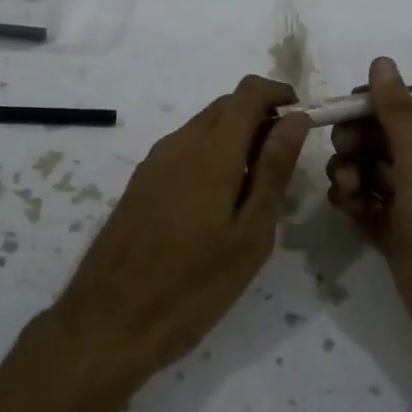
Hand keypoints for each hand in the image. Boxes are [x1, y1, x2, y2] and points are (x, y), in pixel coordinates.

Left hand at [55, 76, 309, 388]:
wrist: (110, 320)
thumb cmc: (193, 285)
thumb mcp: (250, 235)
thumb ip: (273, 170)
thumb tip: (294, 119)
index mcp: (210, 151)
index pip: (249, 92)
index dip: (280, 95)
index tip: (301, 123)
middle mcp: (179, 143)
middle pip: (226, 105)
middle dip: (260, 118)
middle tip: (282, 165)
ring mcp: (154, 161)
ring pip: (204, 127)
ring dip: (235, 138)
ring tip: (253, 191)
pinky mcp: (140, 181)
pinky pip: (184, 149)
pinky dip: (210, 156)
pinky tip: (217, 203)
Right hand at [326, 57, 411, 373]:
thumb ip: (396, 112)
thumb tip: (381, 61)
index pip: (409, 108)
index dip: (374, 105)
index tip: (342, 111)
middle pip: (385, 138)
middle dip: (358, 142)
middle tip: (342, 153)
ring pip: (372, 171)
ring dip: (351, 172)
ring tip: (347, 190)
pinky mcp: (399, 234)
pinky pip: (369, 204)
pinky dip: (355, 201)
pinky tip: (348, 208)